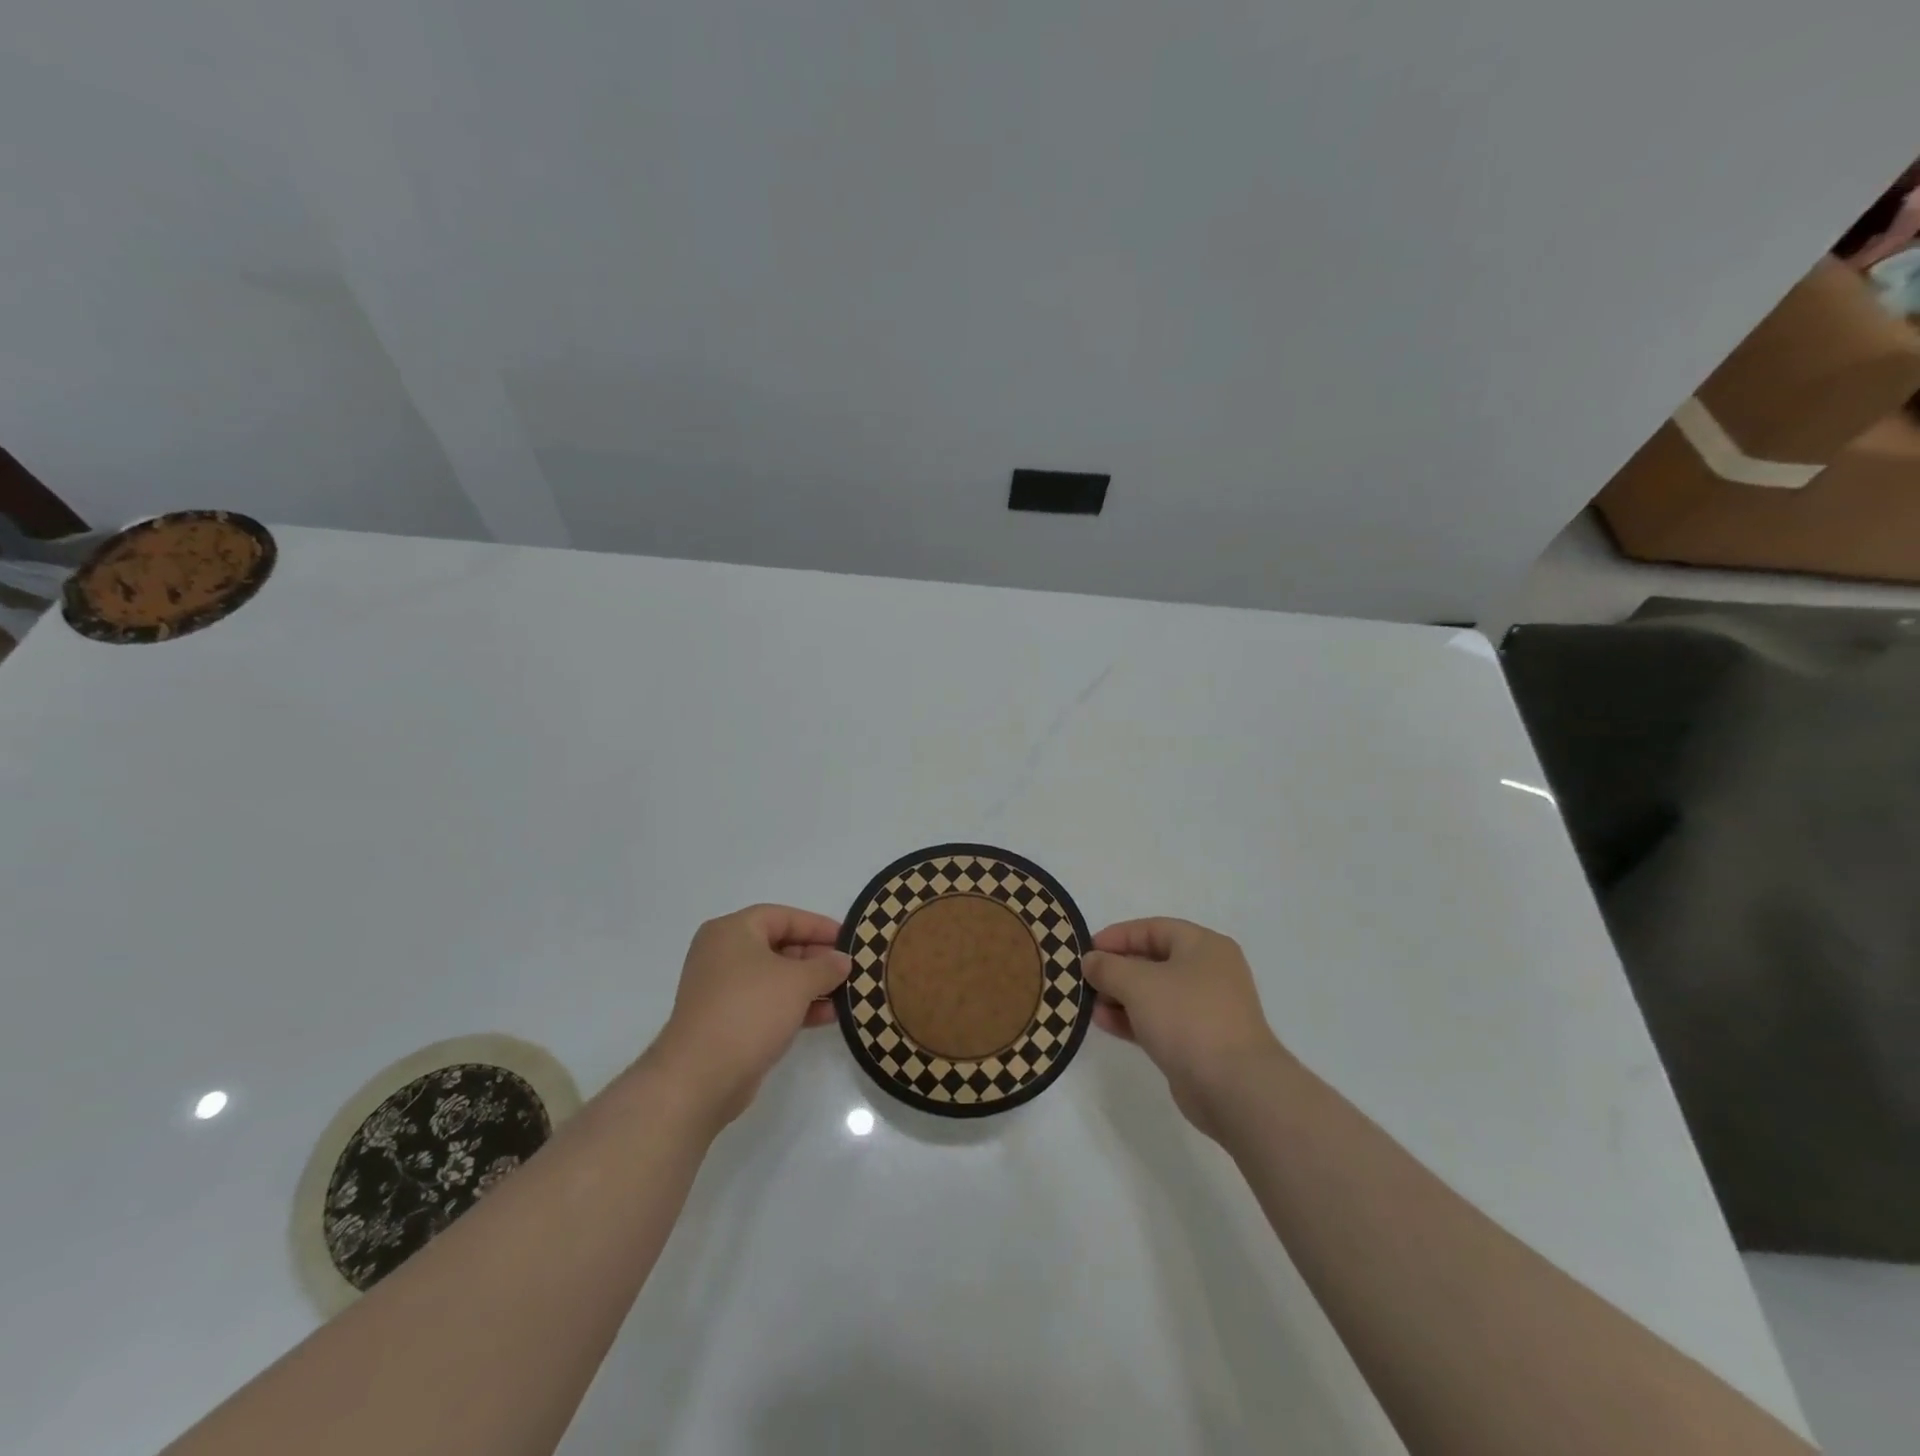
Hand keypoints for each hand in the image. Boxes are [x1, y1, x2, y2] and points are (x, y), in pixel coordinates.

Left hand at [647, 904, 850, 1129]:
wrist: (700, 1077)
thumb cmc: (749, 1011)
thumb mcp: (797, 982)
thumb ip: (826, 966)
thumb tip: (843, 960)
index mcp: (732, 931)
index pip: (783, 917)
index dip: (818, 926)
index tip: (848, 938)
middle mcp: (723, 954)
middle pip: (779, 946)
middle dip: (816, 958)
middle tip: (848, 968)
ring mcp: (723, 990)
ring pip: (775, 978)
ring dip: (810, 985)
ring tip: (845, 994)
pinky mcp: (727, 1021)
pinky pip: (767, 1003)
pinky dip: (795, 1006)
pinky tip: (827, 1016)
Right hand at [1084, 917, 1289, 1138]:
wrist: (1235, 1087)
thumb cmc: (1188, 1018)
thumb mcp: (1138, 983)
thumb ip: (1108, 967)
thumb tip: (1091, 961)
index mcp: (1204, 946)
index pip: (1153, 928)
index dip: (1117, 936)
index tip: (1086, 949)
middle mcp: (1209, 972)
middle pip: (1154, 961)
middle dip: (1117, 968)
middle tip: (1085, 978)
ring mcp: (1206, 1009)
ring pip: (1155, 993)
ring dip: (1121, 996)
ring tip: (1089, 1003)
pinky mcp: (1200, 1042)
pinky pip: (1160, 1020)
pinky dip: (1133, 1019)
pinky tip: (1104, 1023)